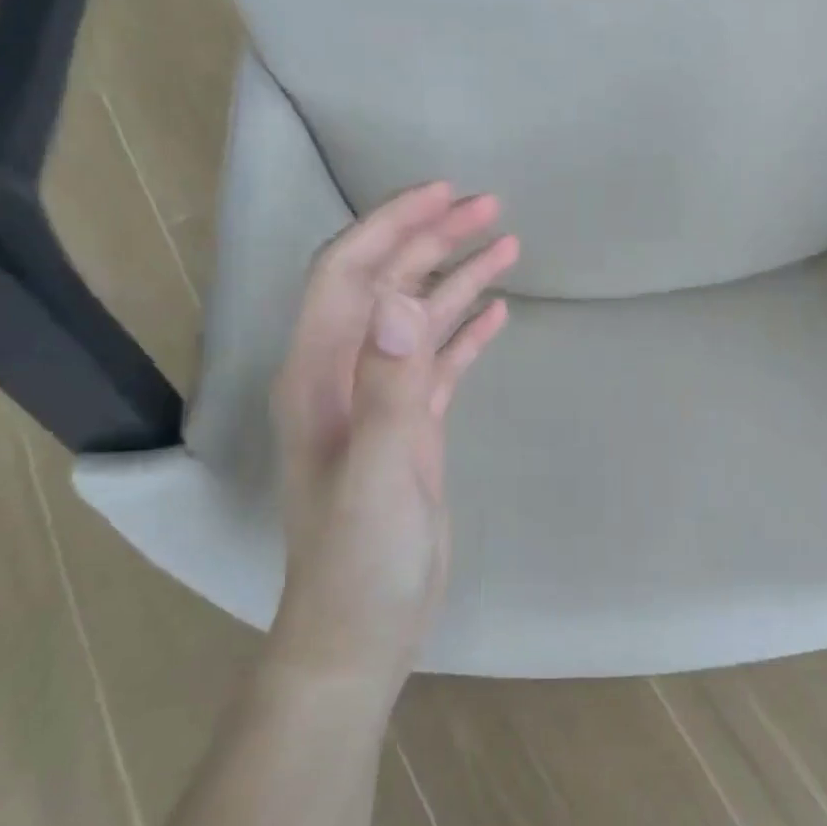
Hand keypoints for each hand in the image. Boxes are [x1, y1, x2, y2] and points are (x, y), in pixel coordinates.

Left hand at [269, 182, 518, 692]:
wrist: (362, 630)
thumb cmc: (360, 560)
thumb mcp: (377, 474)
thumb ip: (387, 386)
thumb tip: (399, 297)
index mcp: (319, 374)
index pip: (348, 275)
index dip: (390, 226)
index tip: (443, 195)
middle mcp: (342, 374)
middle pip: (385, 285)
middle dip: (432, 240)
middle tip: (490, 207)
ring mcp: (378, 400)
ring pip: (417, 319)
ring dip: (456, 279)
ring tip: (507, 244)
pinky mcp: (409, 426)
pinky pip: (438, 361)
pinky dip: (464, 331)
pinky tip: (497, 311)